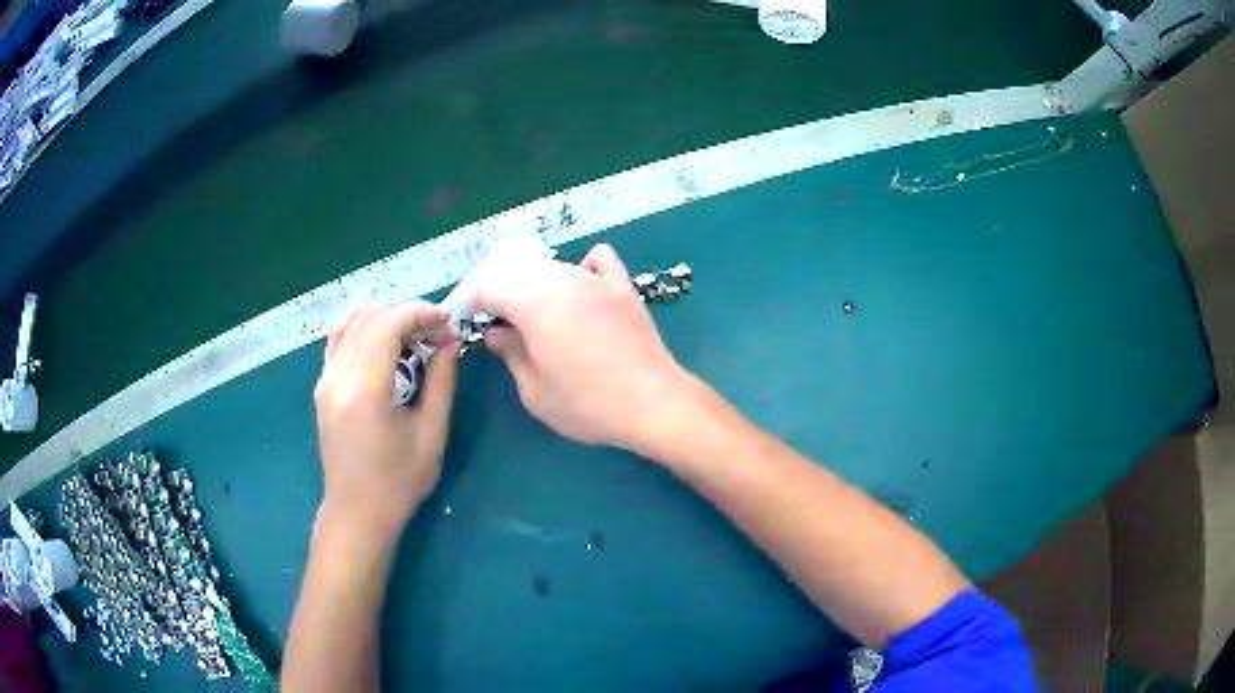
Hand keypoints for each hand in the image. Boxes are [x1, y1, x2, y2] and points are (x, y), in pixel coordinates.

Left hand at [313, 303, 458, 541]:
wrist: (357, 513)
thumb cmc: (398, 483)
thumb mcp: (431, 434)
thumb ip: (441, 382)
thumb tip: (450, 343)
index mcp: (364, 389)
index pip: (388, 324)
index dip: (421, 313)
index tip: (448, 323)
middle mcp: (337, 376)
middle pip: (370, 317)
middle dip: (407, 314)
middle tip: (437, 333)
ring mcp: (324, 379)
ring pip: (350, 322)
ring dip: (384, 318)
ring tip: (412, 336)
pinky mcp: (322, 386)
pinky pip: (338, 339)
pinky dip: (363, 329)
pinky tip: (384, 345)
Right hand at [472, 244, 694, 451]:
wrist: (653, 404)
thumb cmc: (587, 404)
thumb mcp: (535, 391)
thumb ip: (510, 354)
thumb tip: (495, 333)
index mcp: (533, 303)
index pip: (490, 286)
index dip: (475, 303)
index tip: (474, 323)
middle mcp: (562, 280)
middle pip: (519, 272)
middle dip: (503, 293)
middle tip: (504, 326)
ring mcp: (596, 279)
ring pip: (553, 268)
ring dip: (537, 286)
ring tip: (540, 317)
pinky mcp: (623, 287)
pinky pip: (598, 259)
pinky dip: (583, 267)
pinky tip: (582, 290)